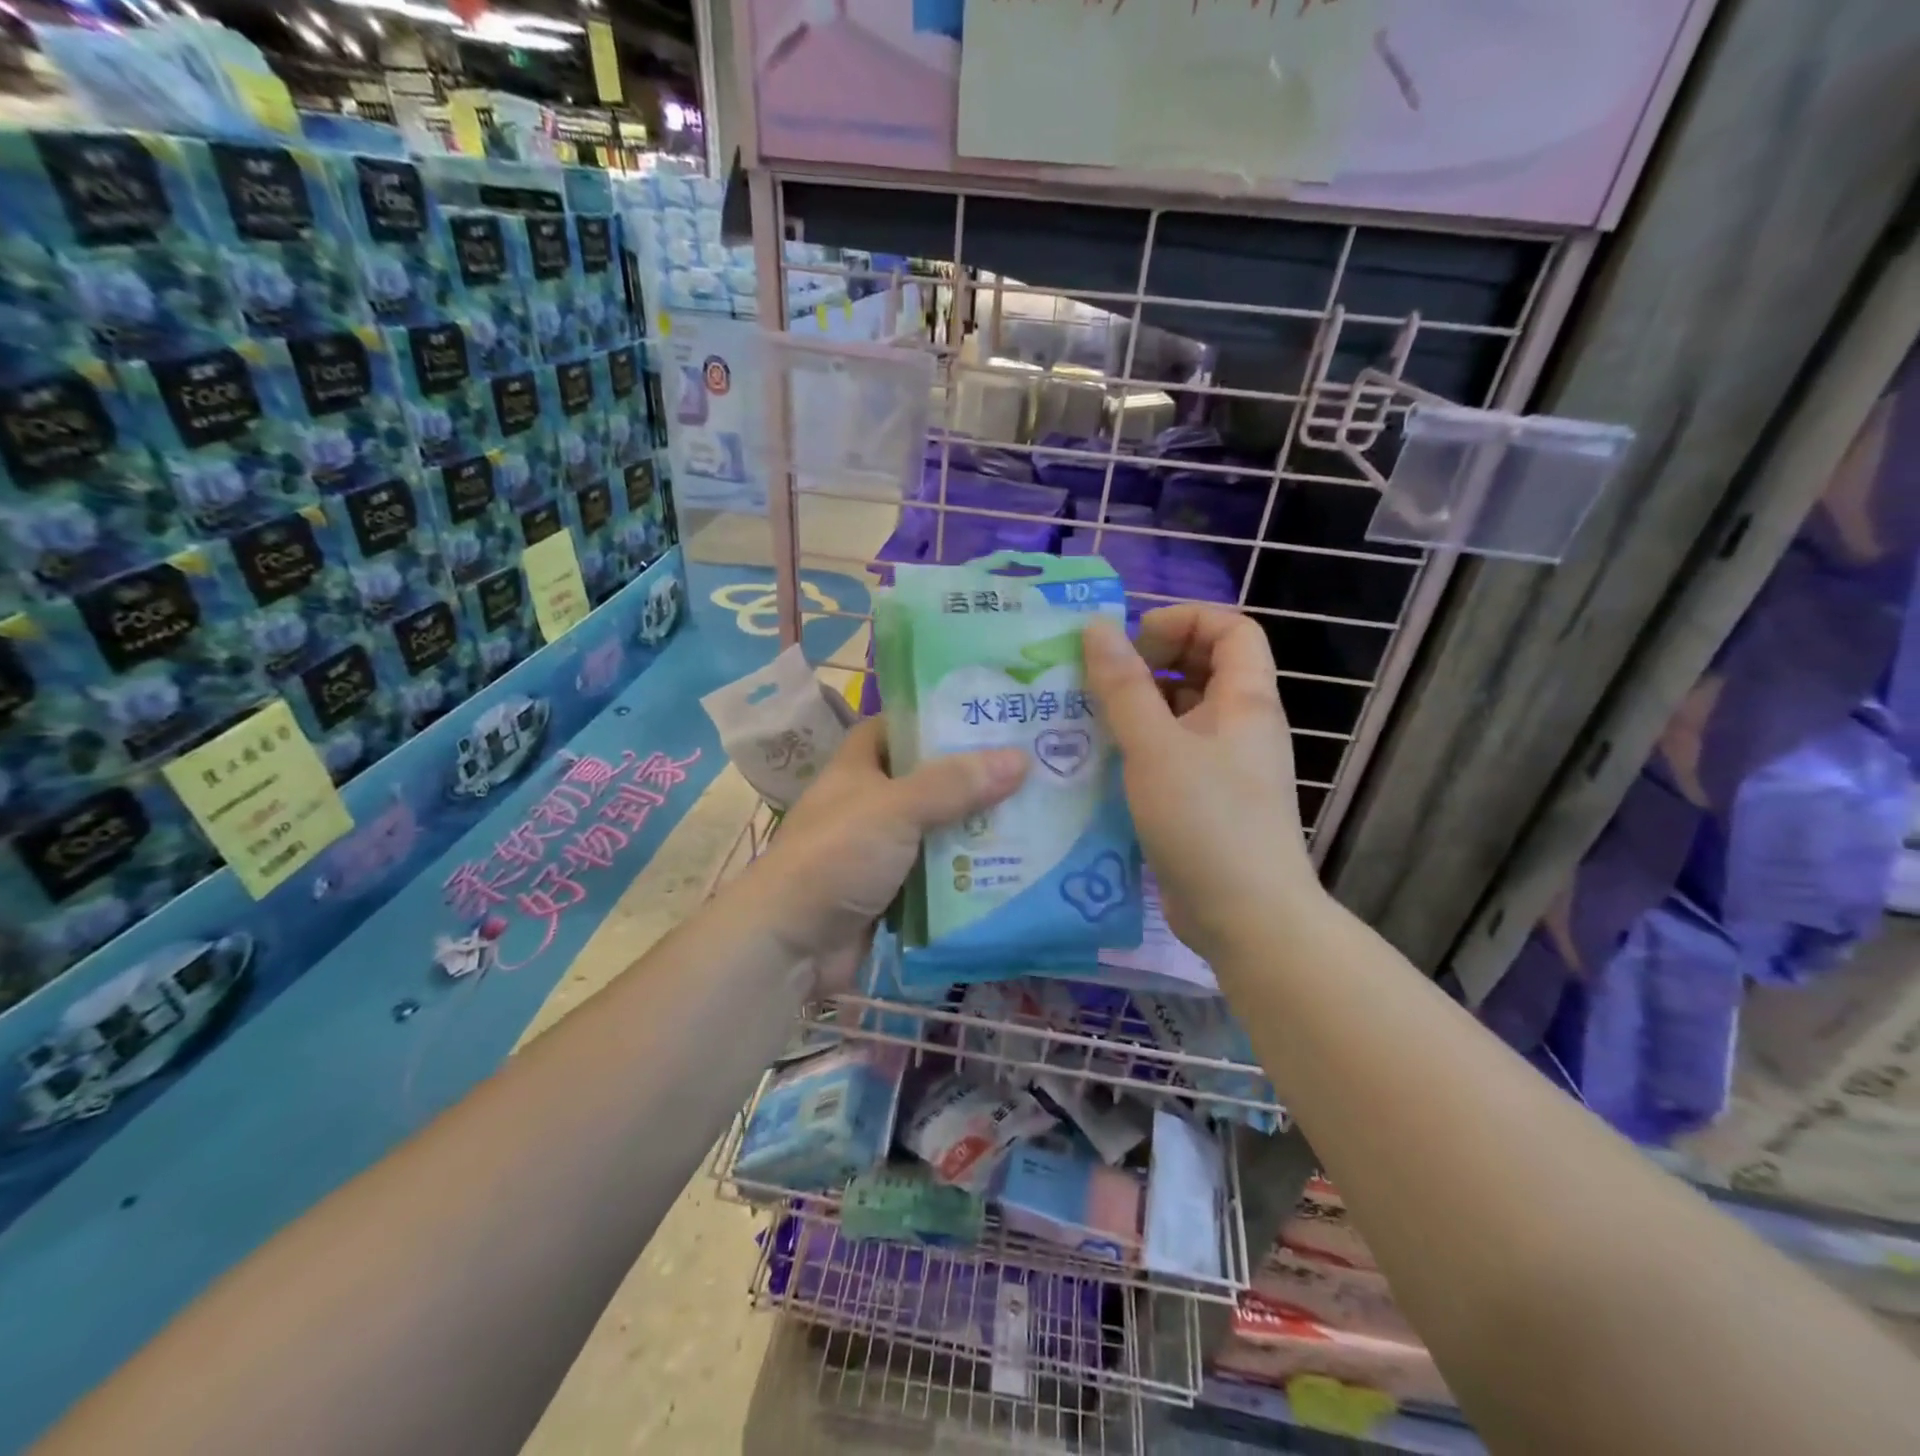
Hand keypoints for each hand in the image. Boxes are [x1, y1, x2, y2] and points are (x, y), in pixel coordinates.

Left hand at [745, 716, 1027, 992]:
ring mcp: (881, 850)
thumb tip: (1020, 758)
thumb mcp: (895, 808)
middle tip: (1031, 766)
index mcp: (859, 767)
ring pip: (938, 829)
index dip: (937, 718)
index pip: (898, 727)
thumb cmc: (836, 856)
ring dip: (977, 828)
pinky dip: (968, 872)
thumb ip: (955, 784)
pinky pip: (938, 874)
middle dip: (973, 777)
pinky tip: (1014, 866)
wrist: (790, 944)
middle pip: (929, 780)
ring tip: (1037, 814)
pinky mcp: (893, 892)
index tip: (987, 715)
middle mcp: (870, 803)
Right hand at [1083, 607, 1317, 962]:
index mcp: (1245, 700)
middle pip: (1204, 668)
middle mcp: (1240, 726)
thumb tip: (1097, 626)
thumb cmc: (1206, 820)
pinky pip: (1171, 754)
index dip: (1185, 620)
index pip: (1232, 629)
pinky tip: (1099, 761)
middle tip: (1101, 677)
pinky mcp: (1204, 800)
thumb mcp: (1155, 747)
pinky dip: (1138, 746)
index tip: (1134, 639)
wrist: (1246, 917)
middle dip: (1152, 661)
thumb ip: (1124, 686)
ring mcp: (1224, 765)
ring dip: (1138, 706)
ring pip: (1181, 714)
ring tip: (1086, 715)